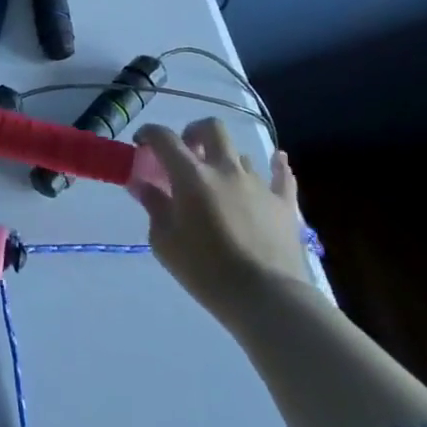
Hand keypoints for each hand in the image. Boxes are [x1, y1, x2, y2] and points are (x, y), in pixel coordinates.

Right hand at [133, 120, 308, 323]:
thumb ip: (153, 206)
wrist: (266, 297)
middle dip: (194, 132)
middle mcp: (225, 169)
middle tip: (185, 151)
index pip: (164, 138)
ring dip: (225, 160)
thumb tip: (142, 184)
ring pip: (241, 154)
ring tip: (219, 182)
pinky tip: (276, 162)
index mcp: (191, 176)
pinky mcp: (284, 203)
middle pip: (211, 128)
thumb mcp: (164, 241)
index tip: (141, 143)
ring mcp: (259, 184)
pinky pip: (282, 175)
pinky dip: (276, 167)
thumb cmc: (205, 271)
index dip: (148, 134)